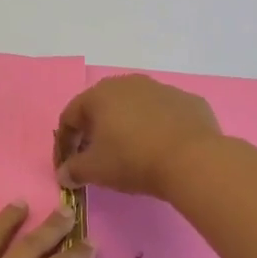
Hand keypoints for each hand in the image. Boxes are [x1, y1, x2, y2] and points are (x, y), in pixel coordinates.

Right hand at [54, 74, 221, 196]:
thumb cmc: (133, 159)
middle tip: (95, 156)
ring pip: (134, 107)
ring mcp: (161, 89)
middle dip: (94, 131)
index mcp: (100, 95)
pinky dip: (157, 128)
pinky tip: (161, 149)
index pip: (70, 117)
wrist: (192, 160)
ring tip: (130, 152)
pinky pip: (164, 114)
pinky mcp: (188, 101)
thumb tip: (64, 174)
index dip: (64, 143)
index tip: (67, 166)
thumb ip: (73, 170)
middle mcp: (128, 83)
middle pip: (102, 107)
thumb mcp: (94, 170)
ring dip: (127, 126)